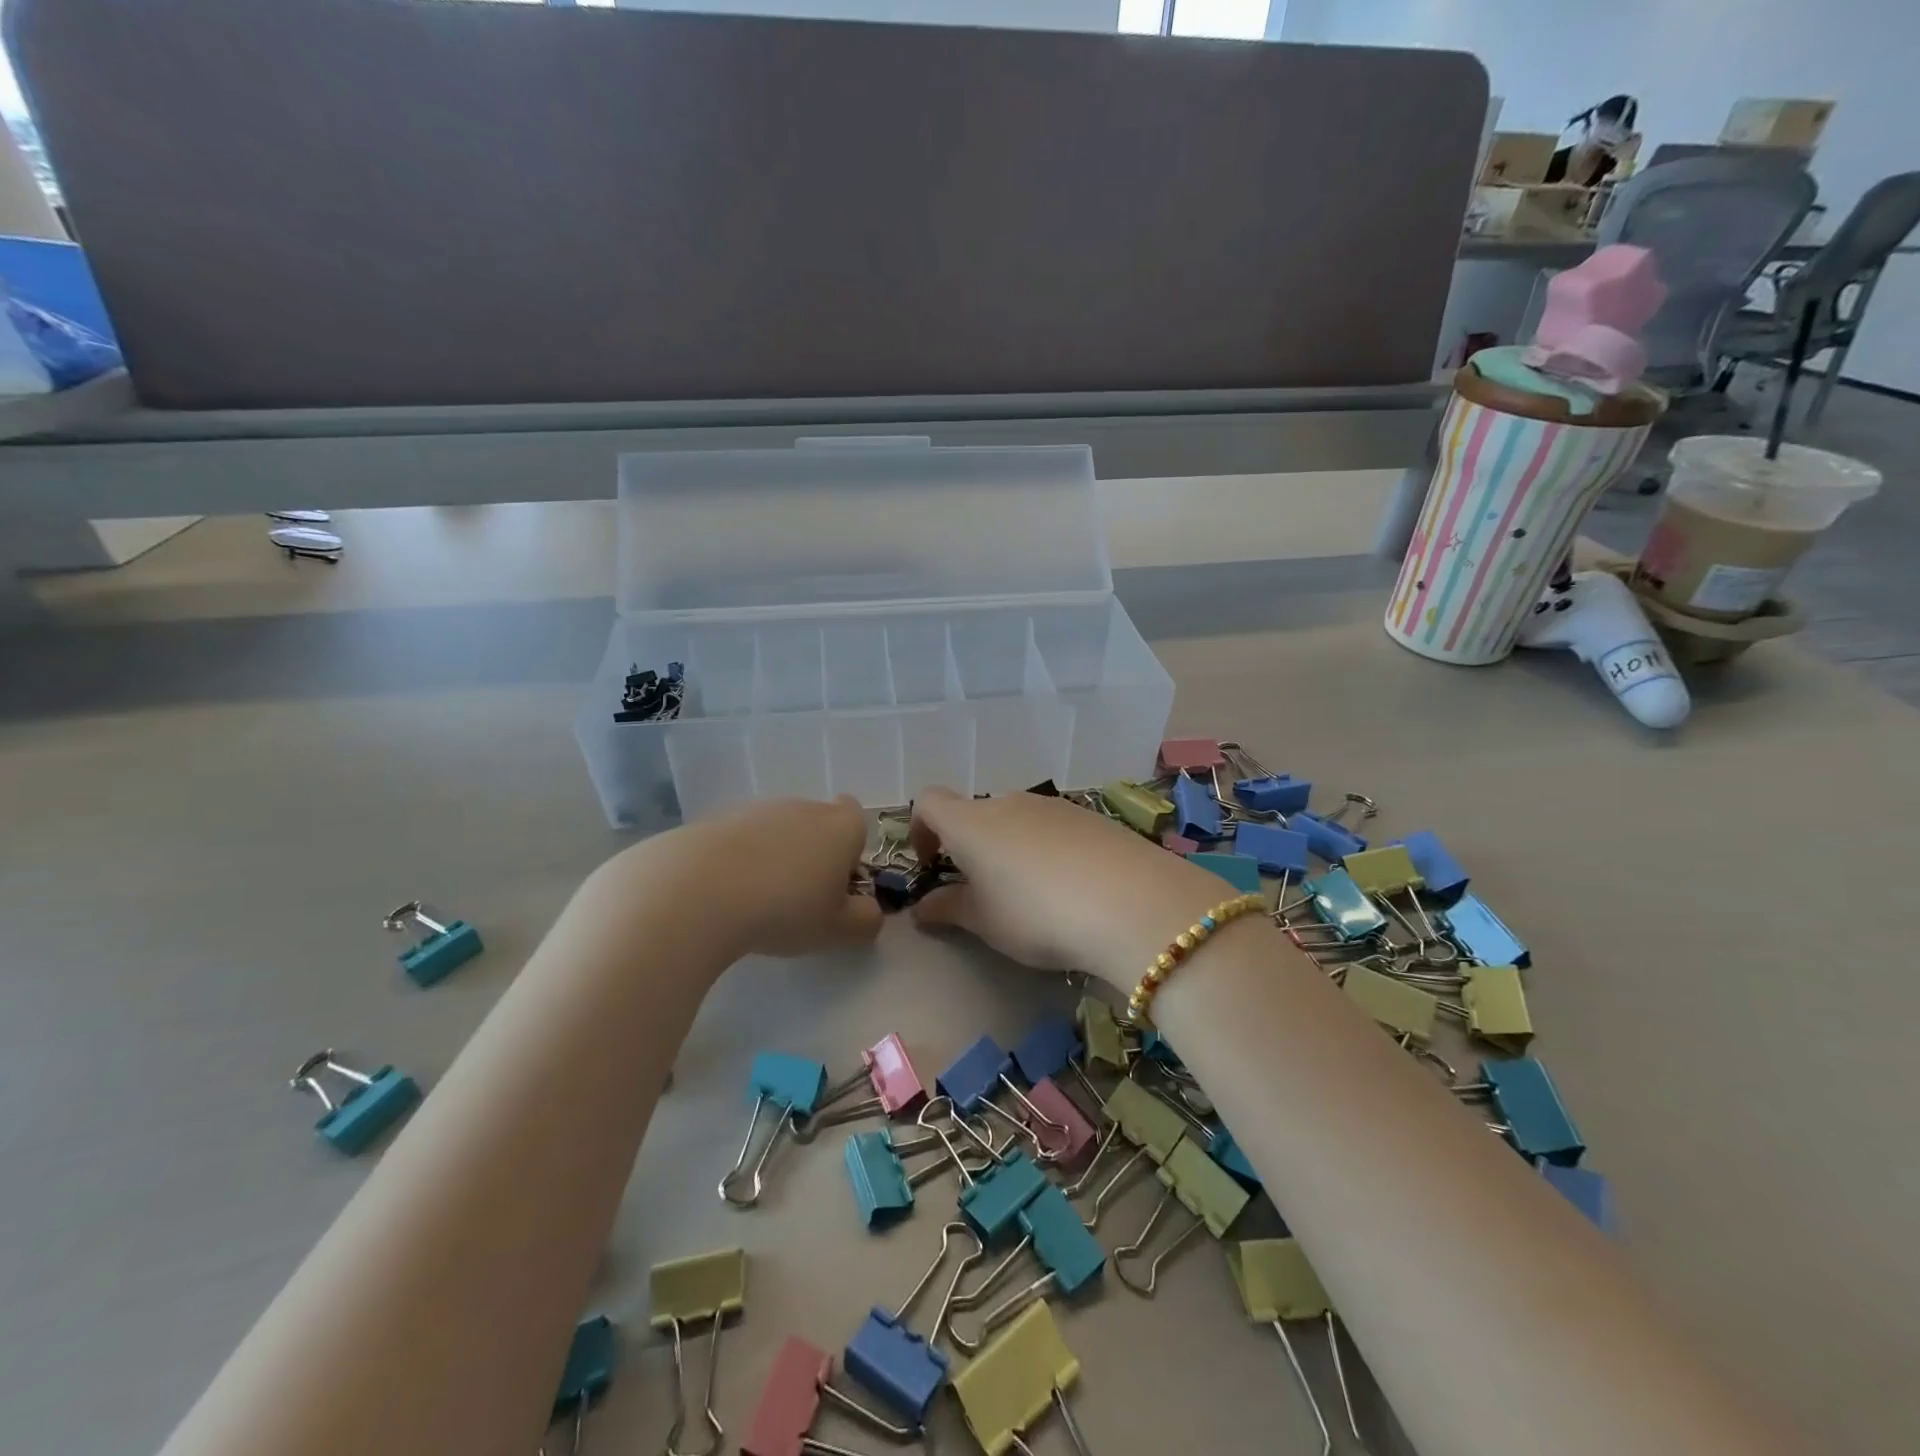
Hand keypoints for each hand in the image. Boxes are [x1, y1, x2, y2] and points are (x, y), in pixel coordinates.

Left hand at [678, 796, 883, 956]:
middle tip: (800, 900)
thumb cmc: (784, 908)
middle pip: (816, 824)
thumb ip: (866, 920)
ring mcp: (756, 810)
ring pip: (776, 831)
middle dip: (812, 855)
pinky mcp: (715, 820)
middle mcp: (802, 807)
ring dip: (773, 858)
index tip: (837, 881)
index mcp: (840, 826)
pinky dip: (737, 861)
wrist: (696, 891)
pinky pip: (739, 841)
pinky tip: (724, 895)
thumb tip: (869, 911)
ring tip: (757, 901)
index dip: (851, 847)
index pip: (856, 818)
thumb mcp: (838, 930)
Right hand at [907, 786, 1230, 985]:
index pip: (929, 801)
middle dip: (972, 847)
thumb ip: (948, 909)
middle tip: (984, 892)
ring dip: (1011, 849)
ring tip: (1032, 895)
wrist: (1131, 903)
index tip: (930, 863)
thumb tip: (921, 908)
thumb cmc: (1037, 914)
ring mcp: (1054, 806)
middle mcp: (1009, 802)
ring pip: (1018, 820)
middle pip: (977, 813)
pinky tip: (1072, 887)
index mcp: (971, 822)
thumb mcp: (985, 922)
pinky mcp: (1092, 817)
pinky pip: (1055, 828)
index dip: (920, 828)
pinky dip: (1049, 850)